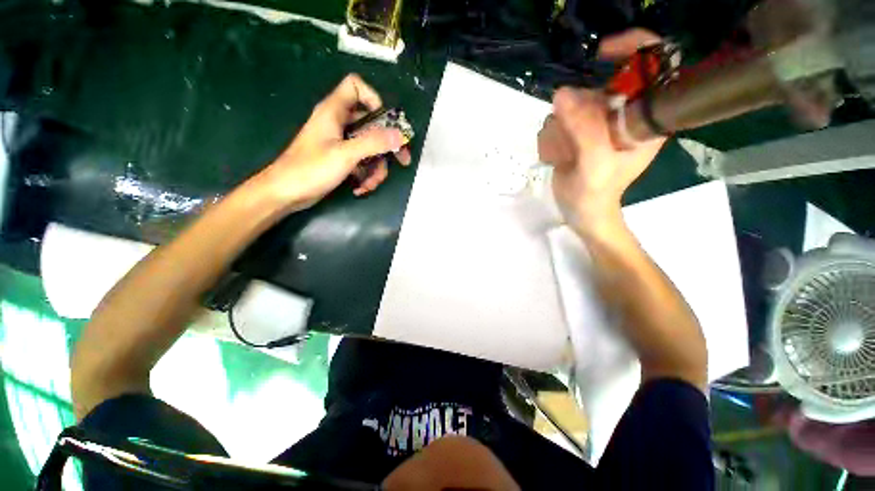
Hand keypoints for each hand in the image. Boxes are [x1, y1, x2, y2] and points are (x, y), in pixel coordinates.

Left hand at [257, 74, 411, 209]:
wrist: (282, 194)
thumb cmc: (309, 169)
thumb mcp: (344, 155)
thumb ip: (374, 142)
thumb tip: (400, 135)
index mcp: (334, 110)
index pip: (355, 85)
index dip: (372, 96)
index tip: (383, 119)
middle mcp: (336, 120)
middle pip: (370, 119)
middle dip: (386, 141)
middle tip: (401, 159)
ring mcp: (336, 139)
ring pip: (366, 142)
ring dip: (375, 164)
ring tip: (372, 182)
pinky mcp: (335, 156)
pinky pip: (358, 157)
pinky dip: (363, 171)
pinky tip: (361, 187)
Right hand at [544, 89, 663, 231]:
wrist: (582, 211)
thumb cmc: (599, 193)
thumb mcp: (598, 164)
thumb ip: (585, 130)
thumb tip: (562, 94)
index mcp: (640, 122)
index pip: (625, 85)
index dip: (603, 97)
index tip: (590, 123)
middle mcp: (620, 113)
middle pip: (589, 90)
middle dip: (575, 118)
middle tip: (577, 147)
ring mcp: (597, 117)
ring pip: (567, 102)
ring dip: (560, 131)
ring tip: (570, 157)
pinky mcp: (577, 122)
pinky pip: (555, 115)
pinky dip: (552, 136)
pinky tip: (562, 155)